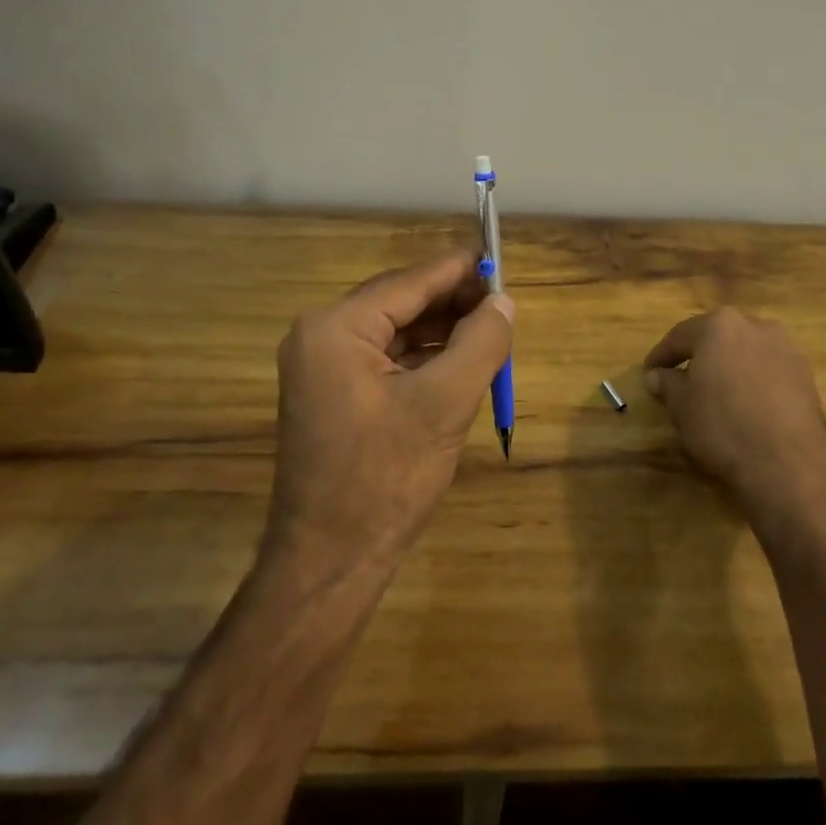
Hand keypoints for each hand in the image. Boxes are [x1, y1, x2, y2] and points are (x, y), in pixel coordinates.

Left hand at [267, 251, 513, 574]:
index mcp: (335, 328)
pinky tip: (461, 359)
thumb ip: (480, 342)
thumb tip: (504, 301)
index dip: (458, 270)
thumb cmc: (385, 480)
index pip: (408, 282)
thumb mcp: (444, 404)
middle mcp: (321, 337)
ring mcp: (323, 367)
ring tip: (491, 327)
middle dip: (452, 301)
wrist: (329, 566)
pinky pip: (386, 358)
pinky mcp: (334, 394)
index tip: (498, 258)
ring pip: (395, 330)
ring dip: (441, 329)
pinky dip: (424, 356)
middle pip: (399, 302)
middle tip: (502, 300)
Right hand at [643, 308, 825, 539]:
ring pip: (746, 351)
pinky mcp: (806, 373)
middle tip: (682, 378)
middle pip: (717, 337)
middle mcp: (754, 325)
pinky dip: (754, 380)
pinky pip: (768, 369)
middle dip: (699, 356)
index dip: (662, 355)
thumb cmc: (723, 426)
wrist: (788, 463)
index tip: (649, 372)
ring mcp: (785, 347)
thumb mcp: (681, 407)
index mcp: (719, 325)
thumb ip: (667, 384)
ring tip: (717, 392)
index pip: (681, 335)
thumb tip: (656, 375)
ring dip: (729, 366)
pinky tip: (746, 403)